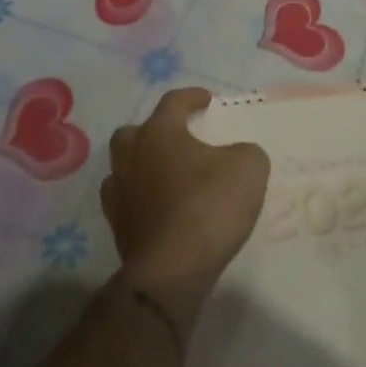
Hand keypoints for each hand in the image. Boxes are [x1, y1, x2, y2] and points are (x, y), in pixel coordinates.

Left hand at [102, 88, 269, 306]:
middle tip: (179, 139)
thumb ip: (244, 152)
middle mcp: (131, 156)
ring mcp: (118, 192)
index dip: (192, 97)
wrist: (172, 269)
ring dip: (144, 166)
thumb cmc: (209, 206)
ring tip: (169, 176)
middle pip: (135, 132)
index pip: (173, 102)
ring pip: (125, 167)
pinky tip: (161, 208)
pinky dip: (141, 199)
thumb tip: (236, 156)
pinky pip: (127, 201)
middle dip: (155, 131)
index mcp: (159, 133)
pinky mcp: (117, 227)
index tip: (207, 100)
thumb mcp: (248, 168)